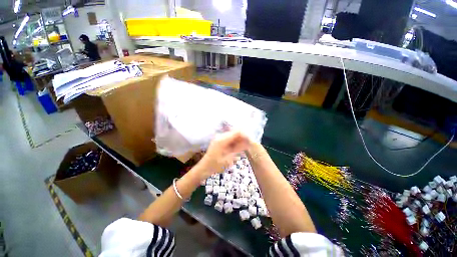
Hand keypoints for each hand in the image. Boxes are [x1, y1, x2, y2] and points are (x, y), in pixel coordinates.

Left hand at [196, 130, 249, 178]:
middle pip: (235, 133)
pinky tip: (237, 148)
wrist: (204, 168)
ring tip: (244, 147)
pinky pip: (229, 139)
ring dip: (239, 140)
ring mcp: (219, 138)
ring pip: (233, 135)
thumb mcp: (229, 159)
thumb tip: (248, 142)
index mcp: (222, 140)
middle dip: (242, 138)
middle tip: (248, 145)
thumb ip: (238, 149)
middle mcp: (220, 136)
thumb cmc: (216, 165)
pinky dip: (235, 142)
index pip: (237, 132)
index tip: (251, 141)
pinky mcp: (219, 140)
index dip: (245, 135)